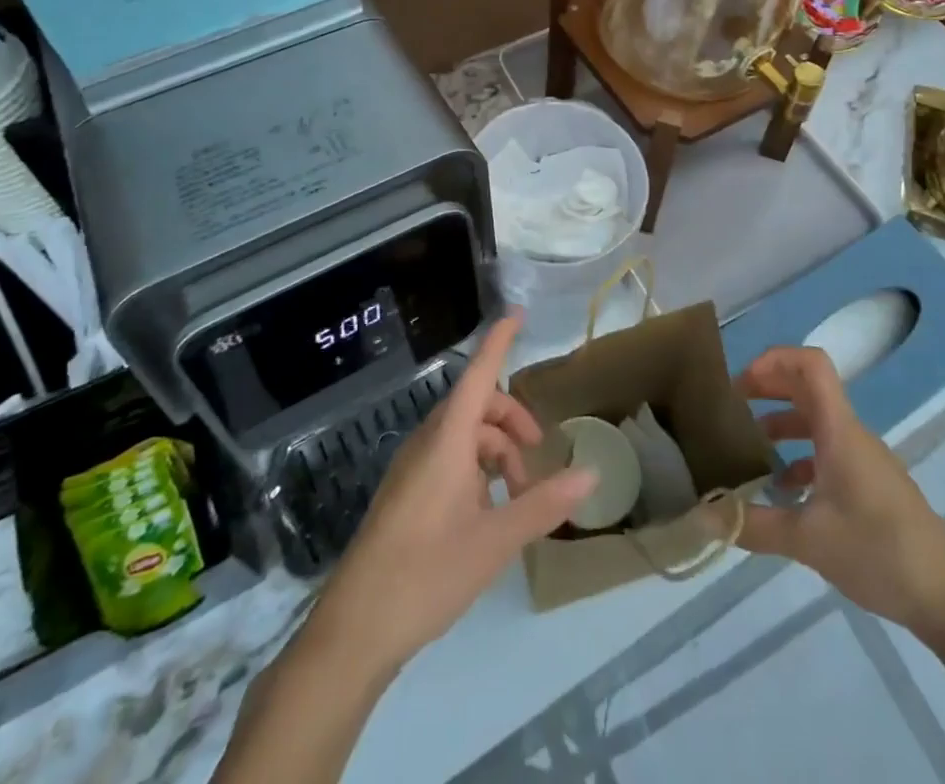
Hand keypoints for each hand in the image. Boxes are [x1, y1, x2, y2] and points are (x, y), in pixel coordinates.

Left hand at [310, 314, 595, 672]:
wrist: (354, 630)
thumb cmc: (426, 574)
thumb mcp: (494, 541)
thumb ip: (543, 504)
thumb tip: (590, 473)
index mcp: (446, 441)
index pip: (478, 375)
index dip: (498, 343)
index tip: (517, 314)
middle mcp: (427, 444)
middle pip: (476, 407)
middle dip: (512, 421)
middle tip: (538, 457)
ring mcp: (412, 469)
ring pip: (463, 437)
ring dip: (496, 453)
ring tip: (518, 499)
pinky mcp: (405, 495)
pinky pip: (448, 461)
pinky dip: (476, 472)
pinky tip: (488, 515)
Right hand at [736, 346, 944, 641]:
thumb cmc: (880, 553)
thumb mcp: (808, 541)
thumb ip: (753, 525)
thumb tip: (703, 516)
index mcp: (839, 431)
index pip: (812, 365)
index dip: (774, 359)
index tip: (742, 383)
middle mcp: (851, 435)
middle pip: (808, 388)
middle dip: (769, 388)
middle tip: (732, 406)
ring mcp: (864, 460)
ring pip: (817, 423)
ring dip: (782, 425)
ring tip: (749, 450)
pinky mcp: (871, 486)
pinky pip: (829, 453)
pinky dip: (801, 459)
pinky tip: (783, 494)